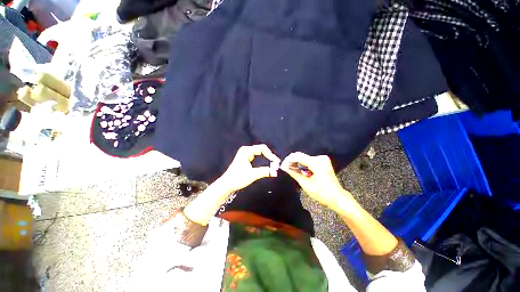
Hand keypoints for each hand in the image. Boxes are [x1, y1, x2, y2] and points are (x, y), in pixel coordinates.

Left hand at [218, 144, 280, 192]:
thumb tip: (276, 171)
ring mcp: (245, 153)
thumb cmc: (238, 178)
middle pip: (261, 149)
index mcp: (246, 151)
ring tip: (273, 162)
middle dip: (269, 155)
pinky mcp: (245, 158)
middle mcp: (246, 150)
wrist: (227, 184)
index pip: (262, 149)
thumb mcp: (252, 175)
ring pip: (259, 152)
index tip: (277, 162)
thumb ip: (265, 172)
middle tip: (276, 163)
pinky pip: (257, 155)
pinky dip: (263, 158)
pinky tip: (267, 162)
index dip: (271, 154)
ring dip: (267, 156)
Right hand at [281, 152, 352, 210]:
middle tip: (286, 168)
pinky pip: (309, 160)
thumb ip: (294, 173)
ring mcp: (323, 159)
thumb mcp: (306, 184)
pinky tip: (300, 170)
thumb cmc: (322, 193)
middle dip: (293, 162)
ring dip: (298, 163)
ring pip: (305, 158)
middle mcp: (320, 158)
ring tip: (291, 170)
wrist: (337, 197)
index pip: (299, 156)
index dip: (289, 160)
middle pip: (302, 156)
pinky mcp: (323, 161)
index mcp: (317, 163)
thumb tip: (284, 167)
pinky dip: (303, 164)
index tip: (282, 165)